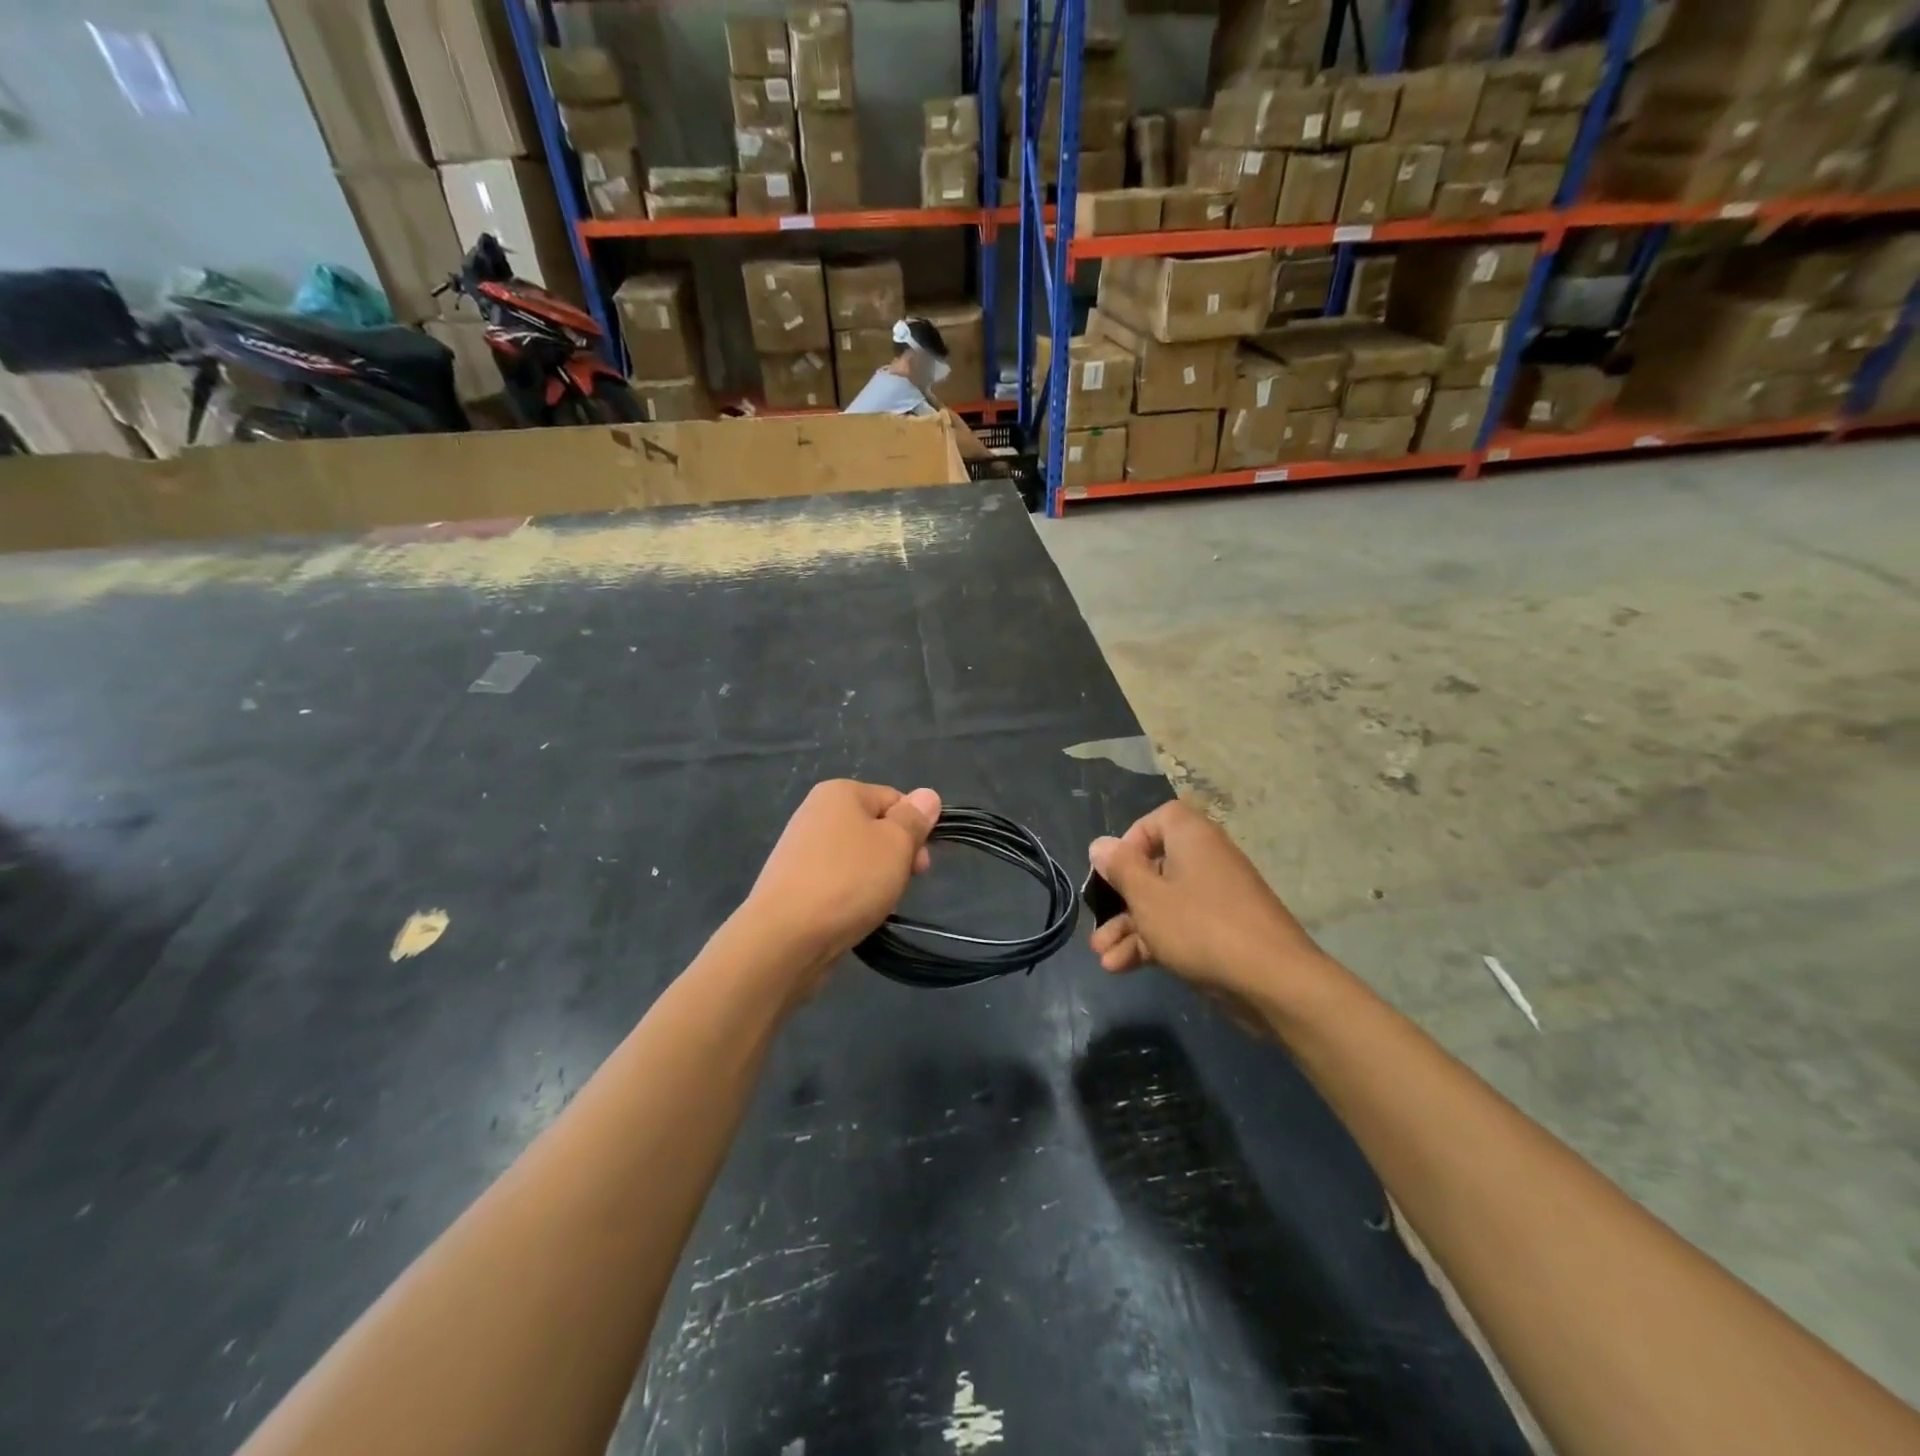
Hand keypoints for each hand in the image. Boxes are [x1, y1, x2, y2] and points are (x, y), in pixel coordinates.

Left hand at [742, 779, 940, 978]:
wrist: (784, 937)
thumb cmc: (848, 880)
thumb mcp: (895, 845)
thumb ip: (914, 819)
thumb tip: (927, 795)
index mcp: (840, 792)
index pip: (894, 800)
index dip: (915, 830)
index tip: (920, 866)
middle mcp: (815, 812)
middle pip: (875, 829)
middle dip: (895, 857)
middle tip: (901, 887)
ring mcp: (800, 849)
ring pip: (857, 858)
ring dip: (875, 879)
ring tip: (876, 906)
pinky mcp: (792, 883)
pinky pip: (835, 881)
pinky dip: (850, 896)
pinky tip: (853, 916)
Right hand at [1087, 800, 1324, 1002]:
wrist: (1272, 982)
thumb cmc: (1200, 927)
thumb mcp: (1148, 897)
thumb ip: (1121, 869)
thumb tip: (1100, 844)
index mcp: (1192, 839)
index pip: (1159, 820)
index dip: (1131, 840)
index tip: (1113, 868)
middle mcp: (1205, 861)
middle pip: (1154, 868)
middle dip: (1120, 899)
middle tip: (1098, 920)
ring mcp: (1215, 900)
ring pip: (1162, 904)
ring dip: (1129, 928)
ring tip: (1101, 955)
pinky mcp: (1220, 934)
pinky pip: (1178, 928)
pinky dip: (1152, 943)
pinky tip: (1121, 968)